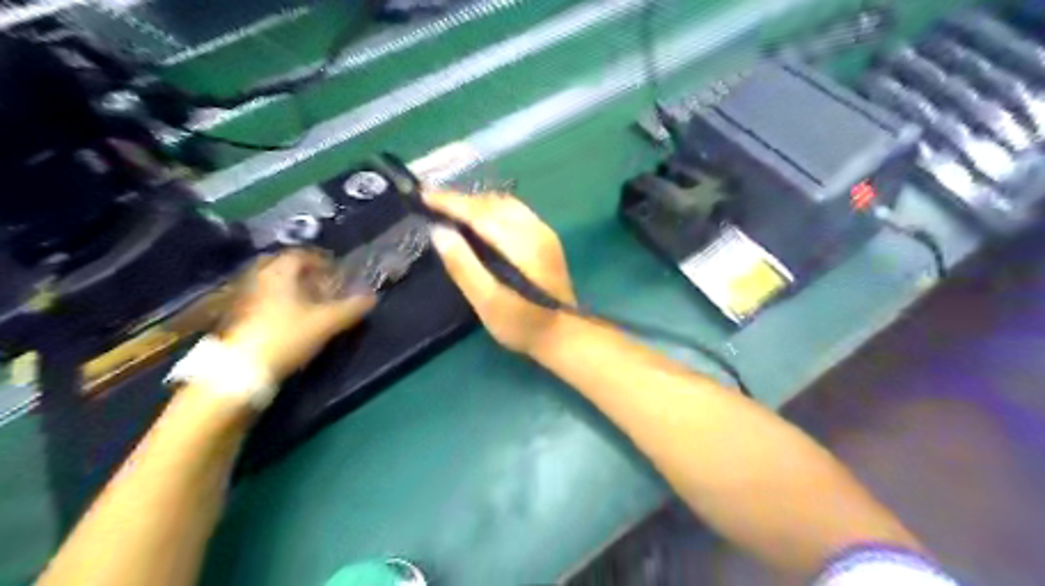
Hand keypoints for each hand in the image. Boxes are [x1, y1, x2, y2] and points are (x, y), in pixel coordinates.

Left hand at [222, 248, 378, 380]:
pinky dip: (280, 302)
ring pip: (273, 284)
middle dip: (306, 275)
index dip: (322, 261)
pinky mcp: (237, 315)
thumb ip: (351, 307)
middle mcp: (258, 277)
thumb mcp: (327, 322)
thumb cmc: (287, 335)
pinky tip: (293, 318)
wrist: (241, 369)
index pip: (301, 254)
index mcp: (278, 272)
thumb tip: (372, 297)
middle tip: (325, 286)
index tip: (338, 274)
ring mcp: (244, 296)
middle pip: (284, 267)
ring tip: (312, 304)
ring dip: (293, 289)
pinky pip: (264, 298)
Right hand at [422, 190, 573, 351]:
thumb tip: (439, 231)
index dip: (450, 201)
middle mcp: (535, 229)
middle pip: (493, 203)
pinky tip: (480, 221)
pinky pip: (515, 212)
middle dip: (462, 200)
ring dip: (477, 203)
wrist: (563, 335)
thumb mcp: (487, 302)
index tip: (423, 194)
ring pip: (505, 204)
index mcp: (520, 244)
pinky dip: (492, 209)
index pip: (480, 212)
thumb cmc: (522, 323)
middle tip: (432, 203)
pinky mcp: (547, 239)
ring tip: (452, 210)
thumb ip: (463, 266)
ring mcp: (544, 232)